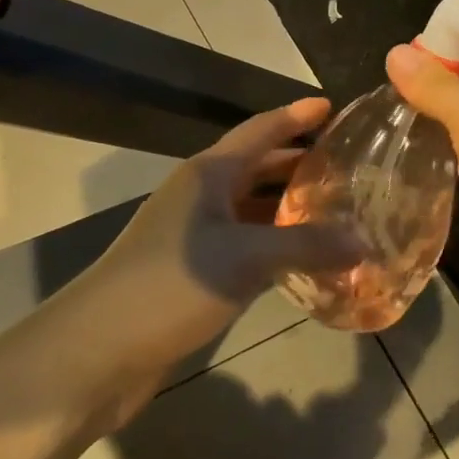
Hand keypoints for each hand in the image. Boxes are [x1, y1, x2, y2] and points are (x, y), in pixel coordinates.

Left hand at [72, 98, 362, 373]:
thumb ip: (307, 245)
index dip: (296, 116)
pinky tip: (305, 260)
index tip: (332, 106)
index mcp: (208, 174)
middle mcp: (201, 197)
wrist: (94, 353)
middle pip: (258, 168)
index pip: (260, 130)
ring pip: (252, 210)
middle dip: (299, 163)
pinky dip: (276, 247)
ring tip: (337, 210)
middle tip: (348, 165)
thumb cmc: (169, 284)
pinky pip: (246, 246)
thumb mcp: (245, 258)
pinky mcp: (194, 273)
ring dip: (290, 209)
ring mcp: (195, 236)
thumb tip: (364, 241)